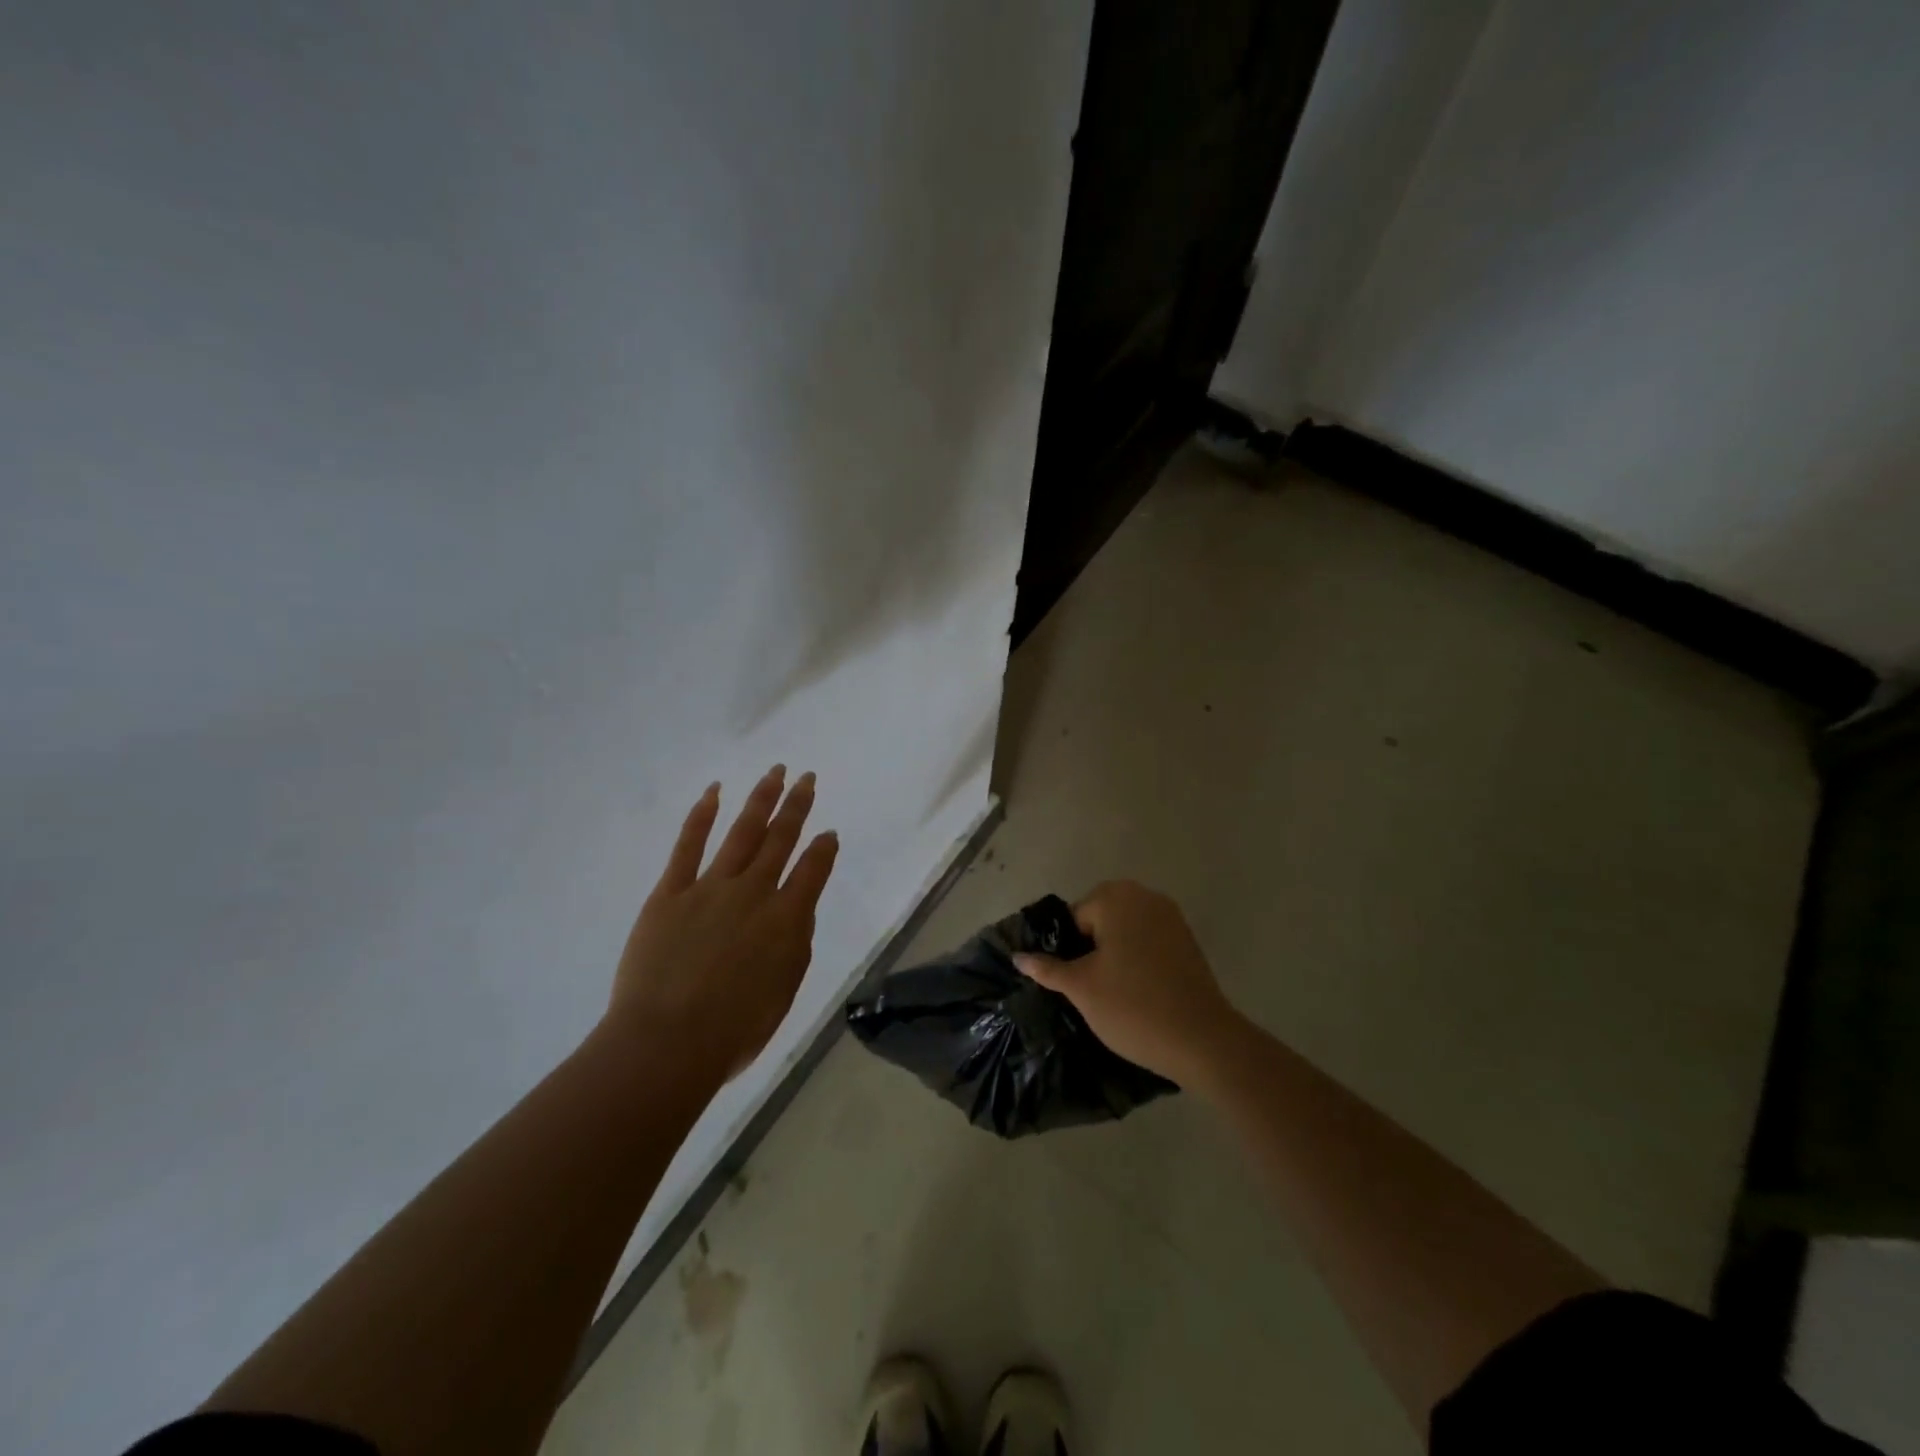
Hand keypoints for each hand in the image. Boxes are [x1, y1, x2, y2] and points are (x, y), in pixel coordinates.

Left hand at [607, 766, 838, 1083]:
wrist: (666, 1043)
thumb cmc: (732, 1031)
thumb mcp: (783, 993)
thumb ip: (795, 947)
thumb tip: (797, 913)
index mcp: (786, 920)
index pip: (813, 871)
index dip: (823, 849)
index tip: (828, 833)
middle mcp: (753, 893)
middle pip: (780, 840)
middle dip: (796, 806)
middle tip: (806, 778)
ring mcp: (710, 888)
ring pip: (741, 833)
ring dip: (760, 800)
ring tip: (774, 772)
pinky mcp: (670, 893)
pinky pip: (688, 846)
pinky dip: (701, 816)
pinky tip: (714, 792)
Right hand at [1014, 880, 1239, 1086]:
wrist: (1203, 1041)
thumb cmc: (1132, 1007)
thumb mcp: (1081, 988)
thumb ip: (1048, 968)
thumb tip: (1019, 956)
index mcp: (1115, 898)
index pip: (1074, 917)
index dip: (1068, 950)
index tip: (1073, 982)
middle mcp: (1145, 896)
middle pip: (1100, 918)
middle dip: (1090, 948)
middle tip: (1090, 987)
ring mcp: (1171, 917)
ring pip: (1125, 929)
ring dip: (1114, 953)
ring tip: (1112, 992)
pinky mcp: (1188, 940)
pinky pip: (1149, 940)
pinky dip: (1138, 958)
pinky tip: (1138, 991)